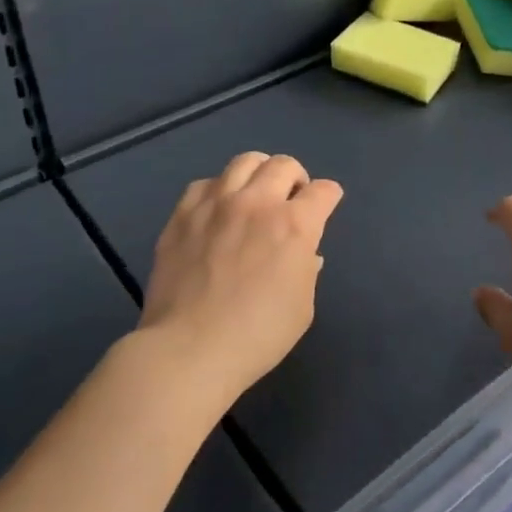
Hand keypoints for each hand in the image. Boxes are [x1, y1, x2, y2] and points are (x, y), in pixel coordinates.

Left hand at [141, 152, 343, 403]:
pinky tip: (217, 211)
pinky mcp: (183, 215)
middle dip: (296, 178)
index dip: (329, 197)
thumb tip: (304, 254)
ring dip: (258, 174)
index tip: (325, 206)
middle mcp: (257, 203)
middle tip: (291, 200)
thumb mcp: (302, 308)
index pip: (324, 191)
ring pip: (244, 162)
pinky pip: (205, 184)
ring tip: (255, 195)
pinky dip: (219, 190)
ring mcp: (216, 204)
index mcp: (295, 225)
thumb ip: (307, 271)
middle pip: (283, 164)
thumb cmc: (257, 336)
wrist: (189, 350)